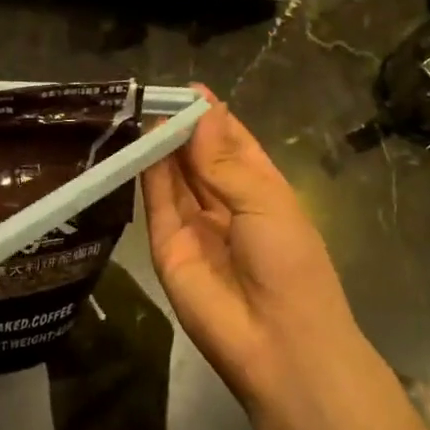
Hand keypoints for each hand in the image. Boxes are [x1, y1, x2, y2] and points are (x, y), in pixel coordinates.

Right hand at [142, 88, 360, 407]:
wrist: (277, 341)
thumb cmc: (289, 264)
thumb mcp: (265, 201)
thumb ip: (224, 160)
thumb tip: (199, 114)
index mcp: (261, 190)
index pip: (232, 144)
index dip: (212, 117)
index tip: (188, 88)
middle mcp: (224, 204)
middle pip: (198, 157)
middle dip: (181, 127)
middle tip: (155, 94)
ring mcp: (193, 225)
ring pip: (173, 177)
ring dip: (161, 146)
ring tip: (143, 111)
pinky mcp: (165, 246)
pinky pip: (156, 203)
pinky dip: (147, 173)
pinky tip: (140, 144)